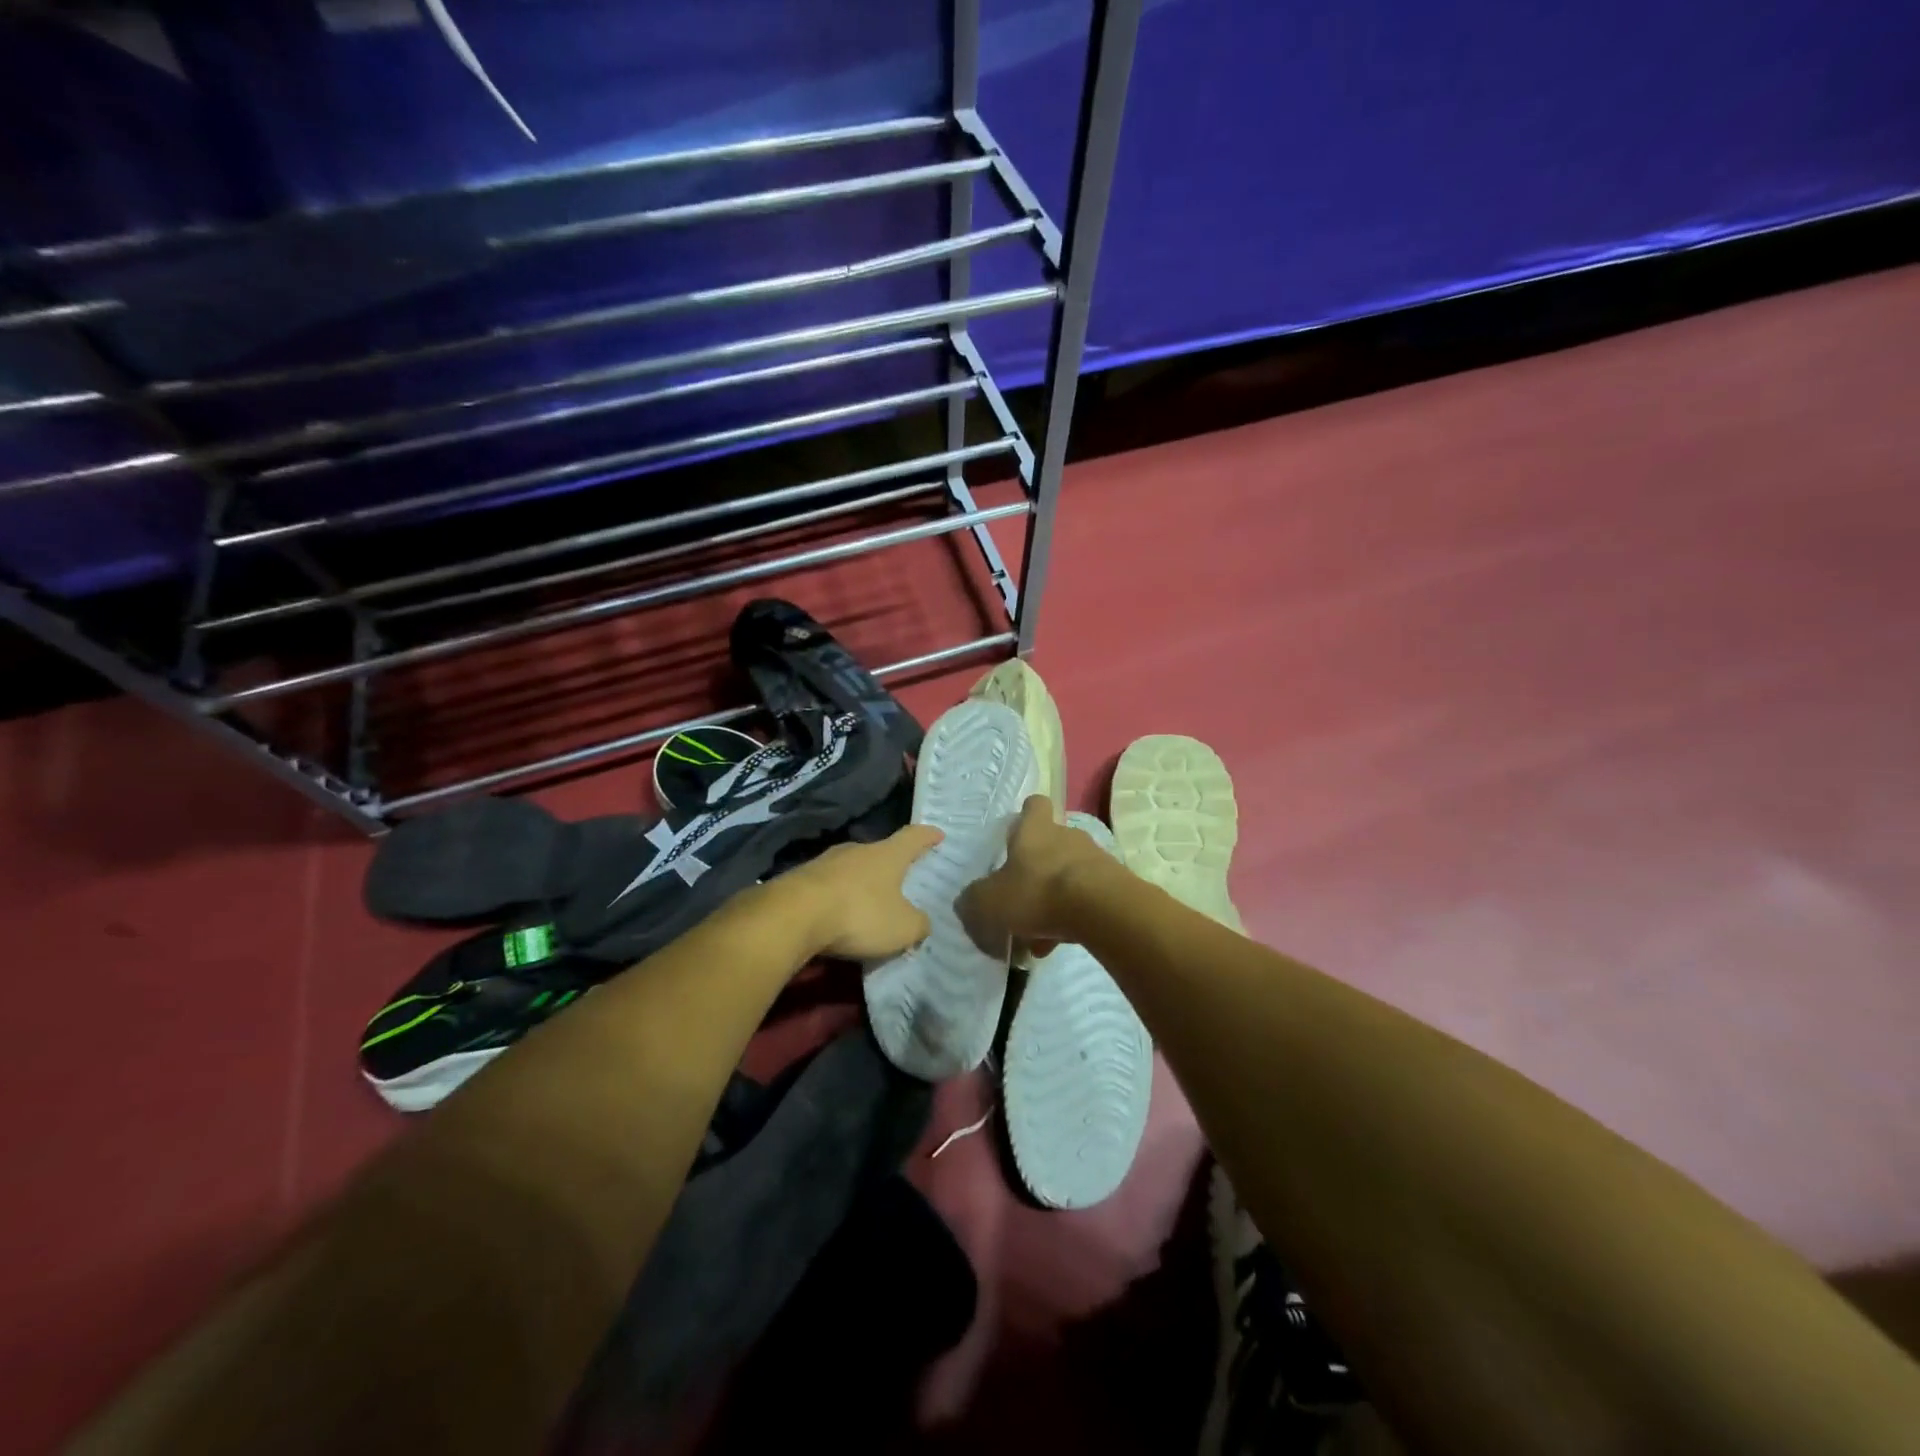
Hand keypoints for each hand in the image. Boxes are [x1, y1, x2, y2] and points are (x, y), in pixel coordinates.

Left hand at [786, 824, 943, 960]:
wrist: (792, 916)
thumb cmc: (859, 914)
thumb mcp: (902, 928)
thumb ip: (919, 924)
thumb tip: (921, 922)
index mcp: (887, 855)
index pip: (913, 837)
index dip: (928, 836)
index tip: (938, 834)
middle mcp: (857, 850)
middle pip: (880, 851)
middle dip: (891, 864)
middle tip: (901, 878)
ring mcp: (825, 862)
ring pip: (851, 868)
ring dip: (861, 882)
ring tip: (868, 901)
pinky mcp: (800, 879)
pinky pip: (827, 886)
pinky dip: (837, 897)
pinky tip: (837, 916)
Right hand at [958, 795, 1119, 959]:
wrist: (1102, 910)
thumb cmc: (1038, 893)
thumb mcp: (989, 902)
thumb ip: (973, 901)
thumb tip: (967, 903)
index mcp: (1035, 830)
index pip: (1034, 806)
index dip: (1024, 818)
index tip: (1014, 838)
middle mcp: (1067, 836)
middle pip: (1050, 845)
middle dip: (1035, 871)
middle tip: (1020, 901)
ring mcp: (1094, 859)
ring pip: (1067, 876)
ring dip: (1053, 899)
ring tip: (1038, 935)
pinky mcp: (1114, 885)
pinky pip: (1086, 898)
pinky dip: (1072, 917)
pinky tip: (1058, 944)